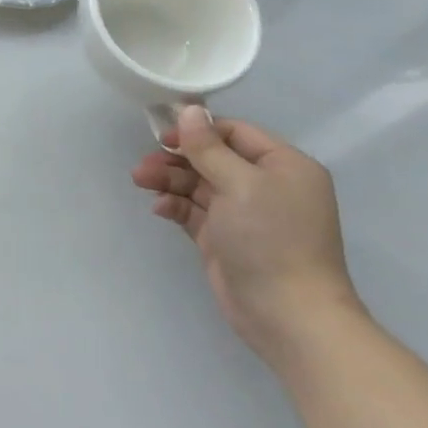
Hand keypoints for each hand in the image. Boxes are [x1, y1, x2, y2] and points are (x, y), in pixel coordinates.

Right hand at [133, 106, 361, 367]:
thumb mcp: (239, 184)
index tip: (165, 135)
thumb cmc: (270, 239)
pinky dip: (175, 205)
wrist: (288, 316)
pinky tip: (159, 208)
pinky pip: (195, 211)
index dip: (199, 130)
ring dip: (170, 180)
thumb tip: (189, 111)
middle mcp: (266, 186)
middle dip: (177, 158)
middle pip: (213, 158)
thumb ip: (208, 147)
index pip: (235, 133)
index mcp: (283, 166)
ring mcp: (245, 214)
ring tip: (140, 180)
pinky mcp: (225, 239)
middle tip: (145, 162)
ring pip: (199, 184)